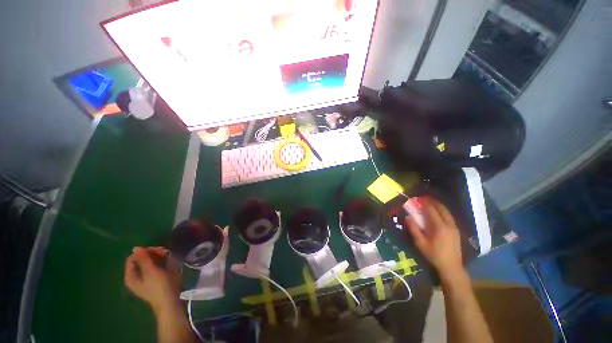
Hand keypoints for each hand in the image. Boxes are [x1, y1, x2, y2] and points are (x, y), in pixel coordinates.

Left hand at [124, 247, 180, 312]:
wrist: (169, 301)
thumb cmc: (159, 285)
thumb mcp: (151, 271)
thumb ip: (143, 259)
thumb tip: (135, 248)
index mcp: (130, 276)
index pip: (133, 257)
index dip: (145, 252)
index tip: (159, 251)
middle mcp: (134, 277)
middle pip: (141, 260)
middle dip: (153, 254)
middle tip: (165, 253)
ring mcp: (143, 280)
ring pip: (148, 263)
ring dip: (158, 258)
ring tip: (169, 258)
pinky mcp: (152, 281)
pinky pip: (153, 268)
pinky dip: (160, 264)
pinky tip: (168, 264)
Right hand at [405, 197, 463, 278]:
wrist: (452, 267)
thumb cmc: (434, 255)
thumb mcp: (421, 243)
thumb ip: (414, 229)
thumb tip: (408, 217)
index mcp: (439, 227)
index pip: (432, 210)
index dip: (425, 203)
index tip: (419, 198)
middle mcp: (449, 225)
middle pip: (442, 208)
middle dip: (433, 201)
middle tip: (425, 198)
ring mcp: (454, 227)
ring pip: (447, 212)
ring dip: (439, 205)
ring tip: (431, 202)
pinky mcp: (456, 231)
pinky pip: (449, 217)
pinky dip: (443, 211)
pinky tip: (439, 213)